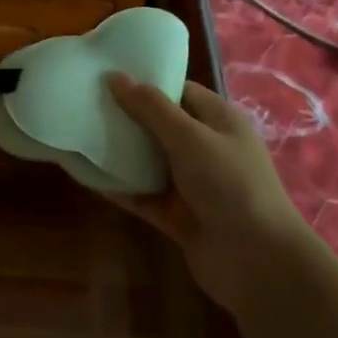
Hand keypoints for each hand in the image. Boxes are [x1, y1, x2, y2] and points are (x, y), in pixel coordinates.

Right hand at [104, 75, 309, 310]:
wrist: (257, 260)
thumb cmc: (230, 184)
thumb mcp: (190, 137)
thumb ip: (151, 108)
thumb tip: (115, 77)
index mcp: (218, 121)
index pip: (179, 91)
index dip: (146, 83)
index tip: (106, 77)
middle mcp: (206, 149)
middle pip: (160, 126)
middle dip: (126, 117)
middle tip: (85, 104)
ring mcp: (192, 185)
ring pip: (149, 162)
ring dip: (120, 153)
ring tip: (79, 135)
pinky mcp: (178, 216)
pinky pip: (143, 196)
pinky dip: (120, 188)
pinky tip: (88, 177)